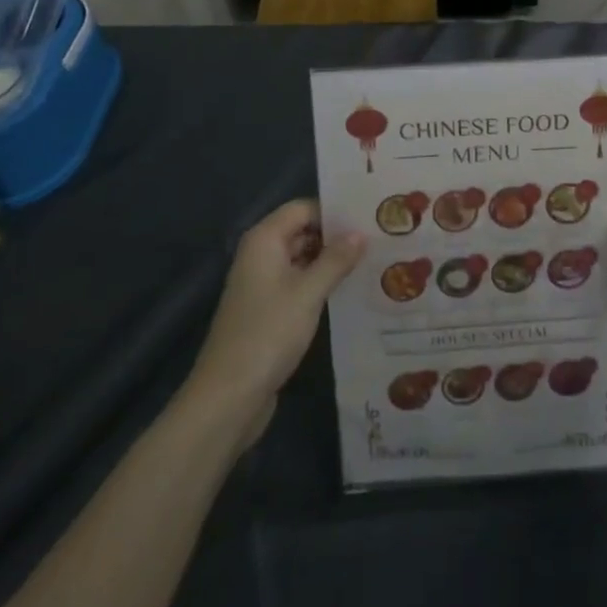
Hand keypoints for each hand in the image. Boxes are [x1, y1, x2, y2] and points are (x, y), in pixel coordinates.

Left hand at [188, 200, 363, 437]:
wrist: (228, 398)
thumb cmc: (267, 333)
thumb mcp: (308, 293)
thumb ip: (336, 260)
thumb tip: (360, 233)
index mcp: (264, 240)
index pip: (303, 208)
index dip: (334, 211)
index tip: (369, 216)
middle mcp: (261, 255)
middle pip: (303, 231)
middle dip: (336, 235)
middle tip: (378, 237)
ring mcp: (263, 284)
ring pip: (303, 259)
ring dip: (331, 261)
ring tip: (373, 260)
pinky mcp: (268, 310)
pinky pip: (298, 284)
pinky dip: (320, 283)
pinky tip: (350, 290)